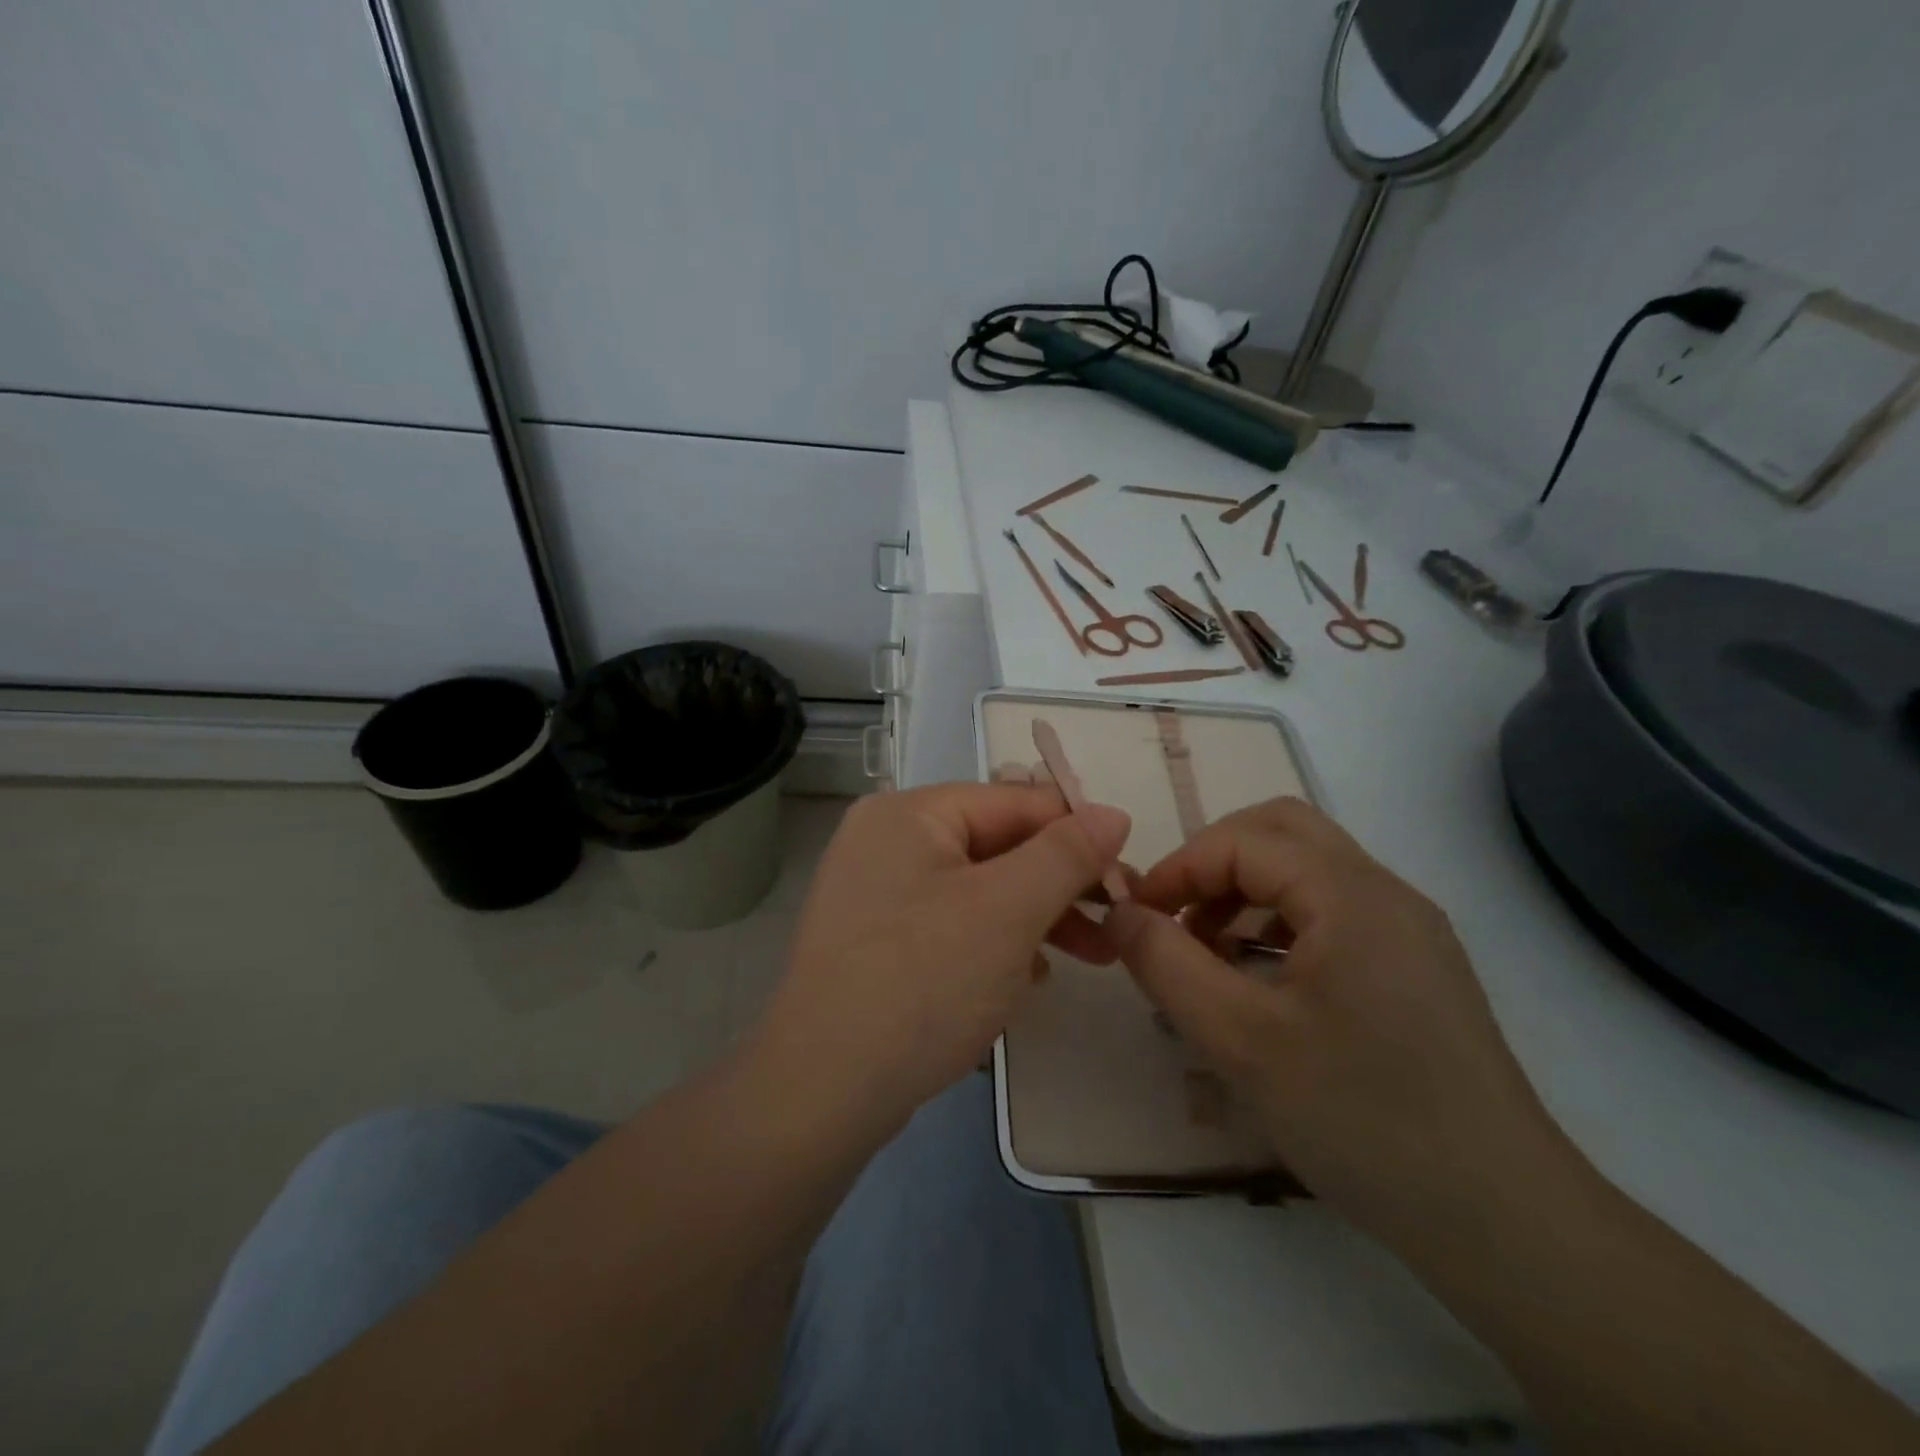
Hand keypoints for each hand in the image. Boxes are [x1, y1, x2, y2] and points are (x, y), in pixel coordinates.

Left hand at [748, 783, 1129, 1140]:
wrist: (823, 1090)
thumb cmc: (923, 980)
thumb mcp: (1008, 909)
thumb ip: (1065, 854)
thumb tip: (1112, 813)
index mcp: (908, 814)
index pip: (1013, 802)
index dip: (1077, 832)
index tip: (1128, 874)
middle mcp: (885, 841)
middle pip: (995, 846)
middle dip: (1060, 884)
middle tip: (1117, 922)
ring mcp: (876, 895)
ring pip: (978, 890)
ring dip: (1036, 917)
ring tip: (1092, 956)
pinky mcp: (877, 943)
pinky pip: (952, 925)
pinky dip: (995, 943)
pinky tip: (1031, 979)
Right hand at [1106, 798, 1562, 1244]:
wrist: (1503, 1220)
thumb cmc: (1363, 1119)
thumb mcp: (1241, 1041)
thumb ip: (1166, 964)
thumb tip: (1118, 913)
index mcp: (1351, 894)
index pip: (1243, 840)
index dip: (1178, 868)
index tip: (1136, 918)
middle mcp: (1386, 892)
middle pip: (1281, 830)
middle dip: (1213, 861)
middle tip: (1175, 916)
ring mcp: (1407, 927)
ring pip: (1308, 866)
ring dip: (1245, 888)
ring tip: (1207, 950)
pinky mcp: (1414, 963)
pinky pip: (1332, 907)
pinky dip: (1279, 917)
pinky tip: (1258, 976)